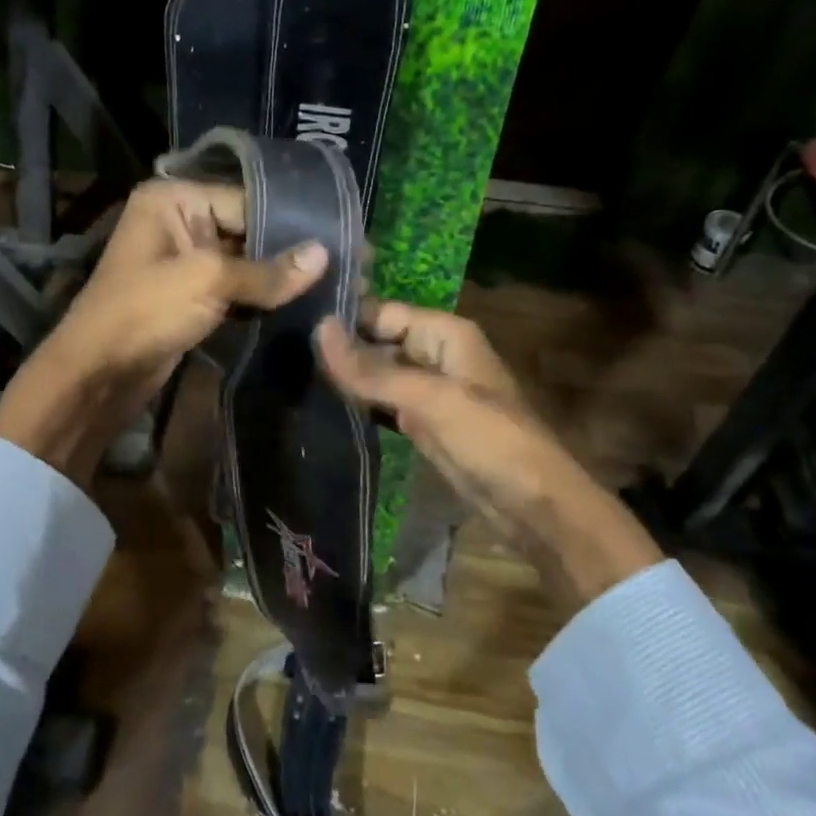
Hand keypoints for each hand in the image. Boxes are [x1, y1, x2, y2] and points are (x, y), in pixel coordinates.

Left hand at [0, 180, 325, 483]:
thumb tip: (324, 255)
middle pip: (248, 229)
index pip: (247, 200)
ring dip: (281, 277)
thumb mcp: (207, 281)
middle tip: (350, 264)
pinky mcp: (192, 296)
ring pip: (245, 262)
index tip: (345, 238)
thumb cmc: (144, 312)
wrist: (98, 374)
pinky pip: (236, 289)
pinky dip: (264, 297)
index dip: (294, 222)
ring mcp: (185, 261)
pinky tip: (304, 303)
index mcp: (174, 199)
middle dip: (292, 251)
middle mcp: (179, 221)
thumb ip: (267, 270)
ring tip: (336, 284)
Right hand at [315, 301, 661, 605]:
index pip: (383, 312)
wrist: (532, 504)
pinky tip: (323, 406)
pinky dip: (359, 404)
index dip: (344, 318)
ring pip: (379, 374)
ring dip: (346, 378)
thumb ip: (372, 368)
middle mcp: (436, 354)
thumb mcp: (429, 398)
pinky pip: (384, 404)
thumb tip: (318, 329)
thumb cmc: (488, 438)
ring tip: (292, 376)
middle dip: (340, 349)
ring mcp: (429, 391)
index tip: (292, 324)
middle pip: (379, 341)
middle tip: (284, 354)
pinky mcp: (423, 423)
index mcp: (445, 334)